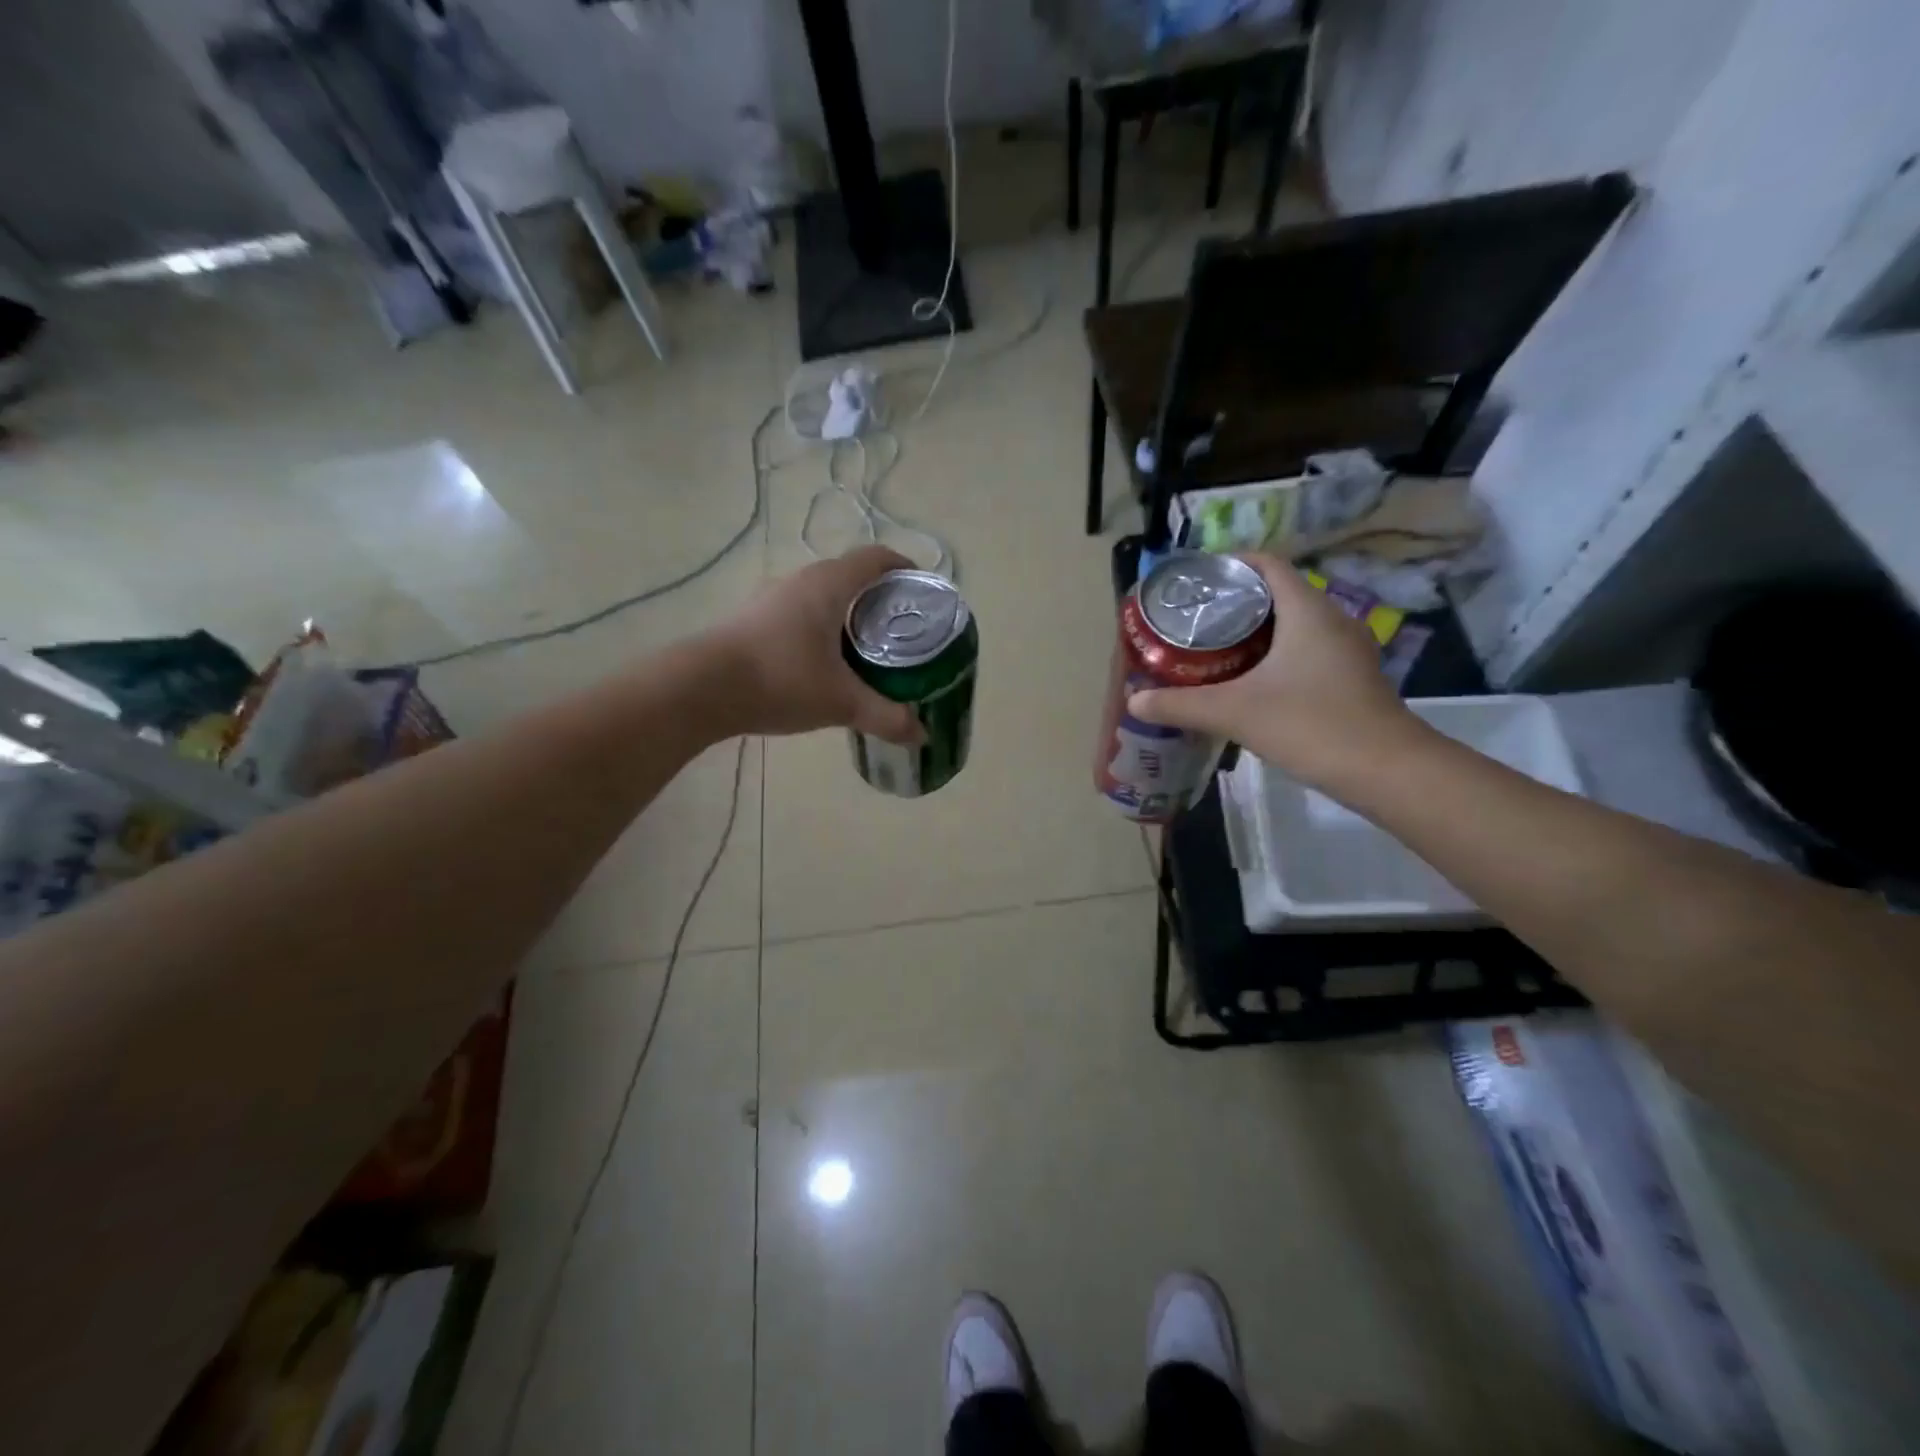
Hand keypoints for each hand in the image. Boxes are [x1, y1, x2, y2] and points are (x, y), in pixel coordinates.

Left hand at [707, 546, 925, 744]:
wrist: (701, 689)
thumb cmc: (781, 680)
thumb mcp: (841, 702)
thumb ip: (885, 716)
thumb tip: (921, 735)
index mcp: (829, 585)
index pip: (876, 559)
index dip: (904, 568)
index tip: (923, 592)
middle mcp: (801, 580)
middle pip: (851, 576)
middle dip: (880, 598)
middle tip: (903, 630)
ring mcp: (772, 598)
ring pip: (822, 596)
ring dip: (848, 614)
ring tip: (869, 648)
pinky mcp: (753, 620)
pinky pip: (800, 614)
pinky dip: (821, 629)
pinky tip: (825, 663)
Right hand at [1127, 554, 1422, 788]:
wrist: (1386, 771)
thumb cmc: (1311, 725)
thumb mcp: (1235, 712)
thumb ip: (1181, 704)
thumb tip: (1135, 700)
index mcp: (1307, 611)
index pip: (1267, 565)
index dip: (1231, 564)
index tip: (1195, 581)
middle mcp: (1331, 620)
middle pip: (1277, 593)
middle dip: (1234, 601)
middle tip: (1193, 619)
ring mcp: (1346, 650)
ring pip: (1292, 624)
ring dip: (1254, 631)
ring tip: (1212, 647)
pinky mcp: (1349, 678)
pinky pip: (1304, 650)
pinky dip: (1274, 655)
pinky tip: (1247, 681)